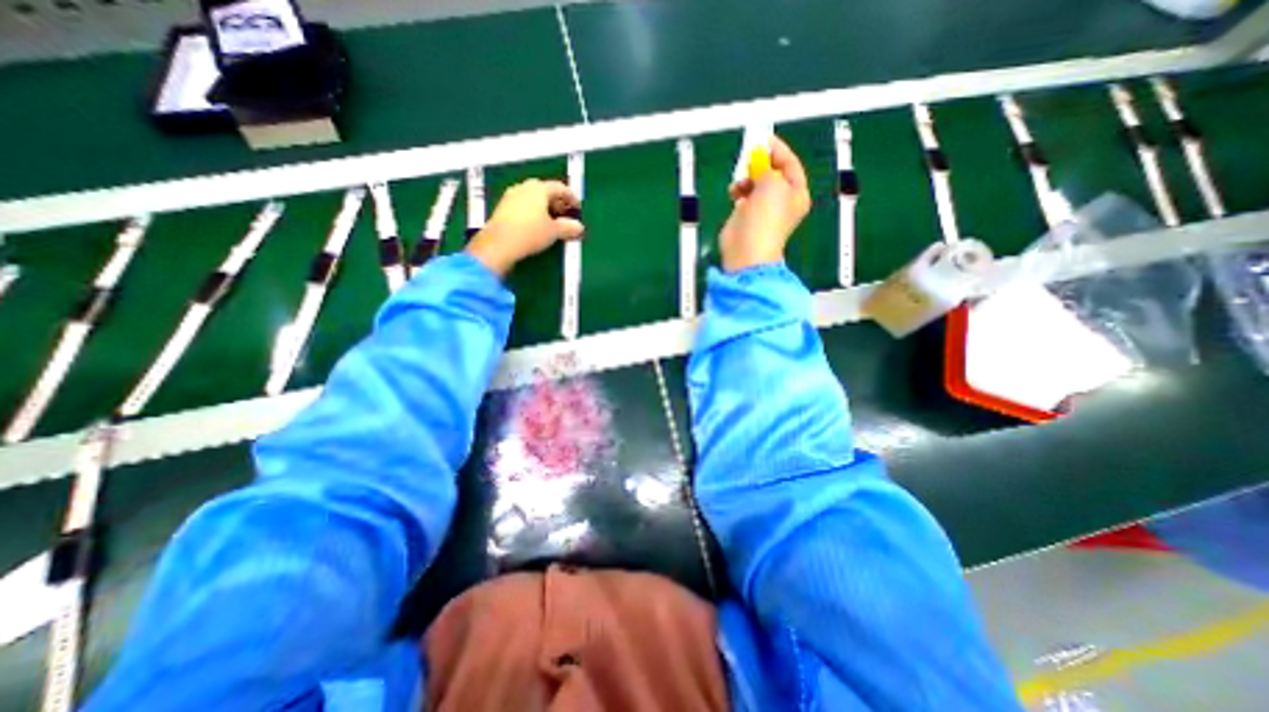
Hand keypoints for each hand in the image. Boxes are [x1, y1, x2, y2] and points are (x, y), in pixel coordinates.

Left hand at [464, 178, 584, 273]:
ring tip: (551, 221)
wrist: (499, 244)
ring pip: (533, 197)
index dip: (571, 197)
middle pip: (545, 190)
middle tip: (565, 214)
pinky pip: (523, 205)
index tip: (578, 207)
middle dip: (556, 201)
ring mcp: (511, 196)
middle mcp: (524, 187)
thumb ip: (568, 228)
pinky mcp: (502, 208)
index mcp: (539, 189)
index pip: (560, 188)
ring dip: (544, 207)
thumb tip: (579, 227)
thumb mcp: (554, 232)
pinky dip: (533, 212)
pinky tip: (536, 224)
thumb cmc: (530, 233)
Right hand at [718, 135, 807, 273]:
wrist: (747, 250)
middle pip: (772, 173)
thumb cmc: (766, 217)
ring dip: (747, 177)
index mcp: (796, 193)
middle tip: (749, 159)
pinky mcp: (746, 216)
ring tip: (740, 181)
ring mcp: (764, 209)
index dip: (778, 150)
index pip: (790, 164)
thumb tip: (759, 163)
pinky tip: (734, 192)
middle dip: (760, 164)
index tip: (763, 139)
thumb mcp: (772, 183)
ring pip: (756, 183)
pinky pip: (744, 195)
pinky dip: (739, 190)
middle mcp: (782, 200)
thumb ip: (766, 168)